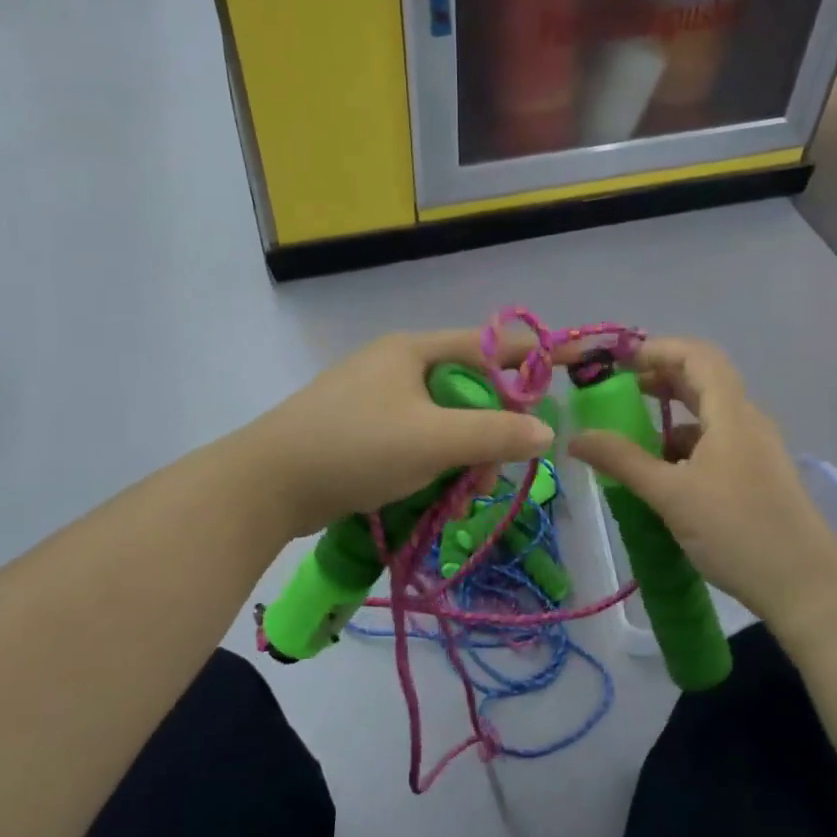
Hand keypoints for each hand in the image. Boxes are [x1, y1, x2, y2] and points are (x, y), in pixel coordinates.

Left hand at [239, 331, 552, 541]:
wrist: (266, 485)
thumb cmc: (355, 448)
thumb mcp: (434, 440)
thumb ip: (495, 434)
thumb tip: (547, 433)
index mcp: (414, 350)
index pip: (491, 345)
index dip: (532, 359)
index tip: (570, 372)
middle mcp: (397, 365)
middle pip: (468, 389)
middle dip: (490, 429)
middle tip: (494, 470)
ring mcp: (375, 399)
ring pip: (443, 420)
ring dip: (463, 452)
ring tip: (464, 490)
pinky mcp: (361, 431)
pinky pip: (417, 439)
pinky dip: (434, 462)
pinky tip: (437, 491)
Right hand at [568, 337, 836, 630]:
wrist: (805, 586)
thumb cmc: (736, 531)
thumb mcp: (671, 495)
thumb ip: (622, 461)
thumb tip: (575, 438)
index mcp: (731, 413)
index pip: (697, 356)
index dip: (657, 350)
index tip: (618, 363)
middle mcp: (747, 421)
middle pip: (702, 381)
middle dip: (658, 381)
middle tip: (618, 396)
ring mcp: (756, 450)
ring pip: (708, 417)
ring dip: (670, 419)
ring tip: (633, 442)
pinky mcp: (757, 476)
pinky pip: (716, 445)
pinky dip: (685, 448)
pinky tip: (664, 476)